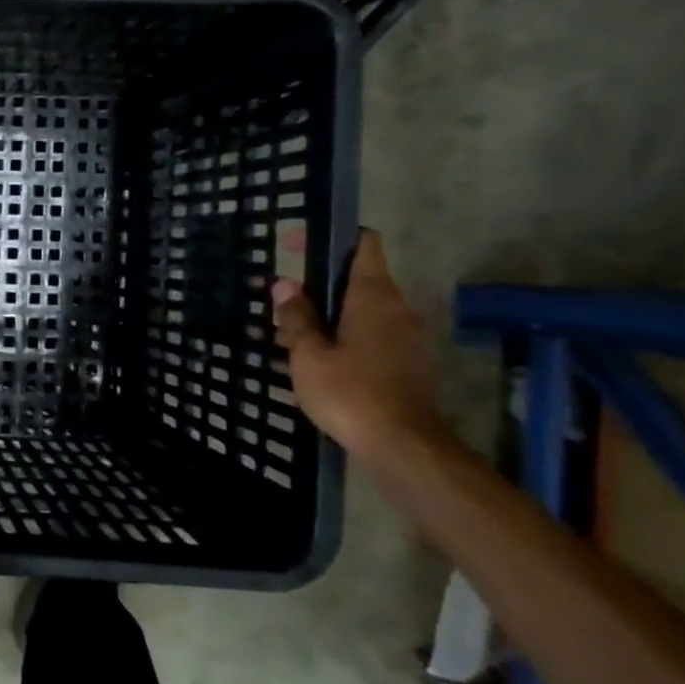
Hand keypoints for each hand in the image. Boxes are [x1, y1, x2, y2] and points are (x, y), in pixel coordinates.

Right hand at [271, 228, 451, 458]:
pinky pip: (369, 335)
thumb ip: (297, 316)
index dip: (328, 237)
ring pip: (359, 311)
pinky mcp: (407, 362)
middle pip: (355, 280)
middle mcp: (396, 308)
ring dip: (324, 316)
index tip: (293, 246)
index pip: (363, 244)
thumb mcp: (308, 353)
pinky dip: (340, 337)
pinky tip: (312, 361)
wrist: (404, 446)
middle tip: (277, 304)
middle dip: (315, 287)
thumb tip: (285, 284)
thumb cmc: (350, 392)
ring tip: (284, 338)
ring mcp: (406, 337)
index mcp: (374, 296)